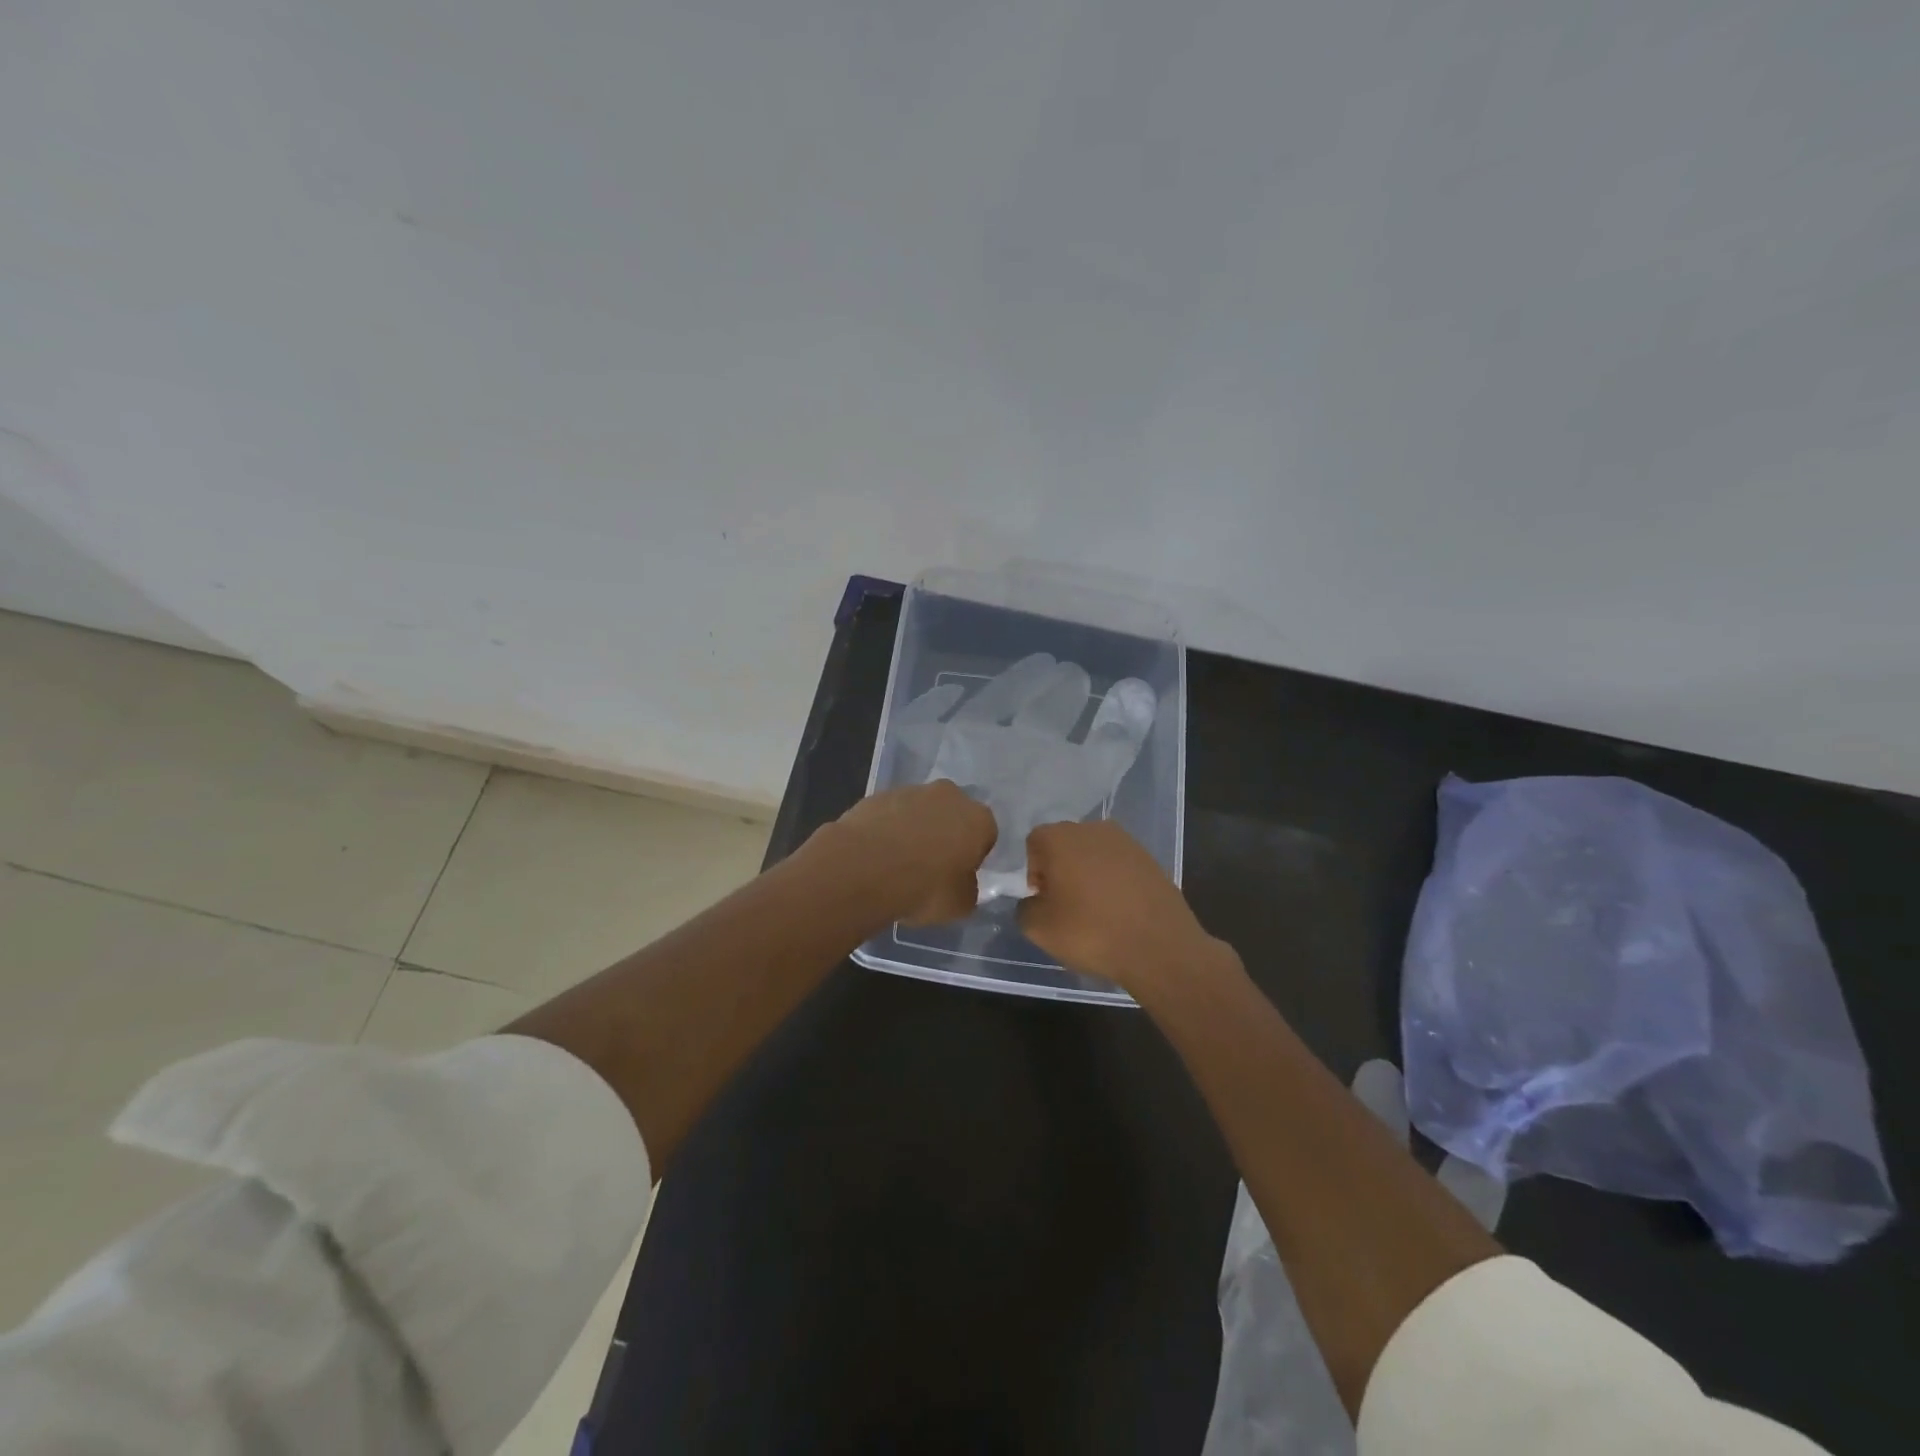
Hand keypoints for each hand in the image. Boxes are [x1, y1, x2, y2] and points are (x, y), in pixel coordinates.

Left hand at [821, 780, 996, 924]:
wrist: (864, 868)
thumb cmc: (924, 888)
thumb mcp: (960, 905)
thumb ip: (967, 889)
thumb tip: (961, 883)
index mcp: (978, 819)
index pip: (986, 835)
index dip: (973, 856)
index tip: (959, 875)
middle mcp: (949, 796)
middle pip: (952, 814)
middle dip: (945, 834)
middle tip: (930, 866)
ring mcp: (910, 791)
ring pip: (920, 811)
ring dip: (914, 830)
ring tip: (897, 863)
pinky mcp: (877, 795)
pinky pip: (890, 814)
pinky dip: (887, 829)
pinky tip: (876, 855)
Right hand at [1019, 819, 1226, 994]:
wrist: (1160, 947)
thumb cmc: (1091, 932)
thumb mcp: (1039, 929)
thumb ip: (1024, 907)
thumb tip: (1035, 900)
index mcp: (1059, 837)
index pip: (1033, 844)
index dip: (1033, 873)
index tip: (1044, 901)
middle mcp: (1092, 828)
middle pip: (1064, 845)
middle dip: (1060, 870)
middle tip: (1066, 906)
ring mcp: (1125, 841)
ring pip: (1093, 854)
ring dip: (1088, 875)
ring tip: (1095, 910)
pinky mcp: (1149, 858)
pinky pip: (1119, 866)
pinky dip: (1113, 882)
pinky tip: (1119, 911)